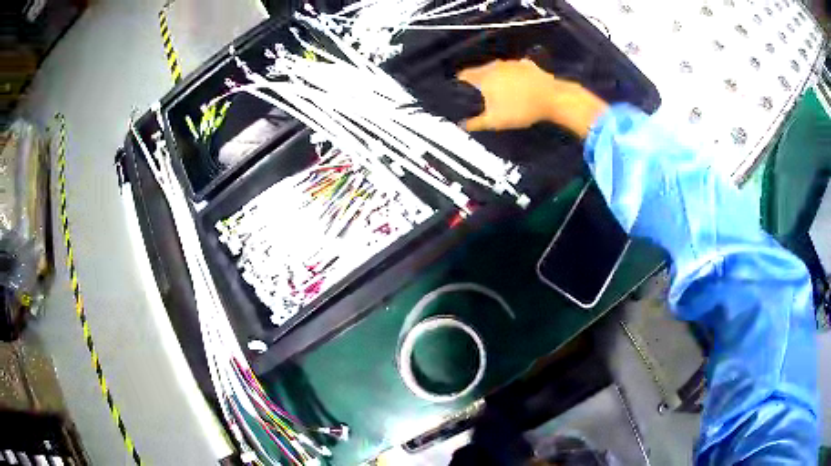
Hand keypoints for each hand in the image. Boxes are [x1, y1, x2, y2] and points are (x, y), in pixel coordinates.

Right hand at [457, 59, 608, 138]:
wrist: (553, 99)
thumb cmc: (520, 109)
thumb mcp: (495, 121)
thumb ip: (476, 122)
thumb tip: (461, 125)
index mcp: (484, 76)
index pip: (464, 75)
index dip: (460, 84)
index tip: (461, 93)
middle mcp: (495, 65)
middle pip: (480, 71)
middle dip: (478, 81)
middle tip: (480, 95)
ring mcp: (512, 63)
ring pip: (497, 69)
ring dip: (496, 77)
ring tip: (499, 91)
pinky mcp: (528, 65)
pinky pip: (514, 69)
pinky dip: (513, 75)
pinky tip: (518, 85)